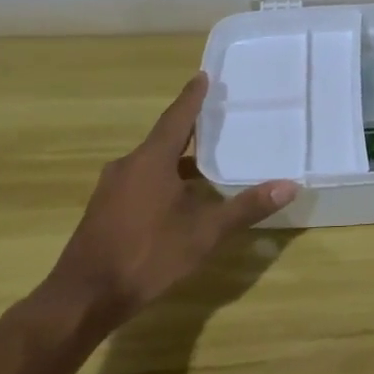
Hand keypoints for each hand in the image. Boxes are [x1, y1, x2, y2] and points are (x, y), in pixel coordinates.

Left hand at [38, 73, 297, 333]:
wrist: (84, 297)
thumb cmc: (147, 255)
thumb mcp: (205, 233)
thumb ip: (246, 207)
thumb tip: (289, 186)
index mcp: (151, 161)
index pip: (177, 118)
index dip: (192, 97)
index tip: (203, 76)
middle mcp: (128, 166)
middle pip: (164, 138)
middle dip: (191, 129)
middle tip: (218, 119)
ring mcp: (112, 189)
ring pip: (151, 163)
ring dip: (178, 158)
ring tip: (207, 159)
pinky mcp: (105, 211)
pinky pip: (140, 181)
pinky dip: (164, 179)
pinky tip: (180, 196)